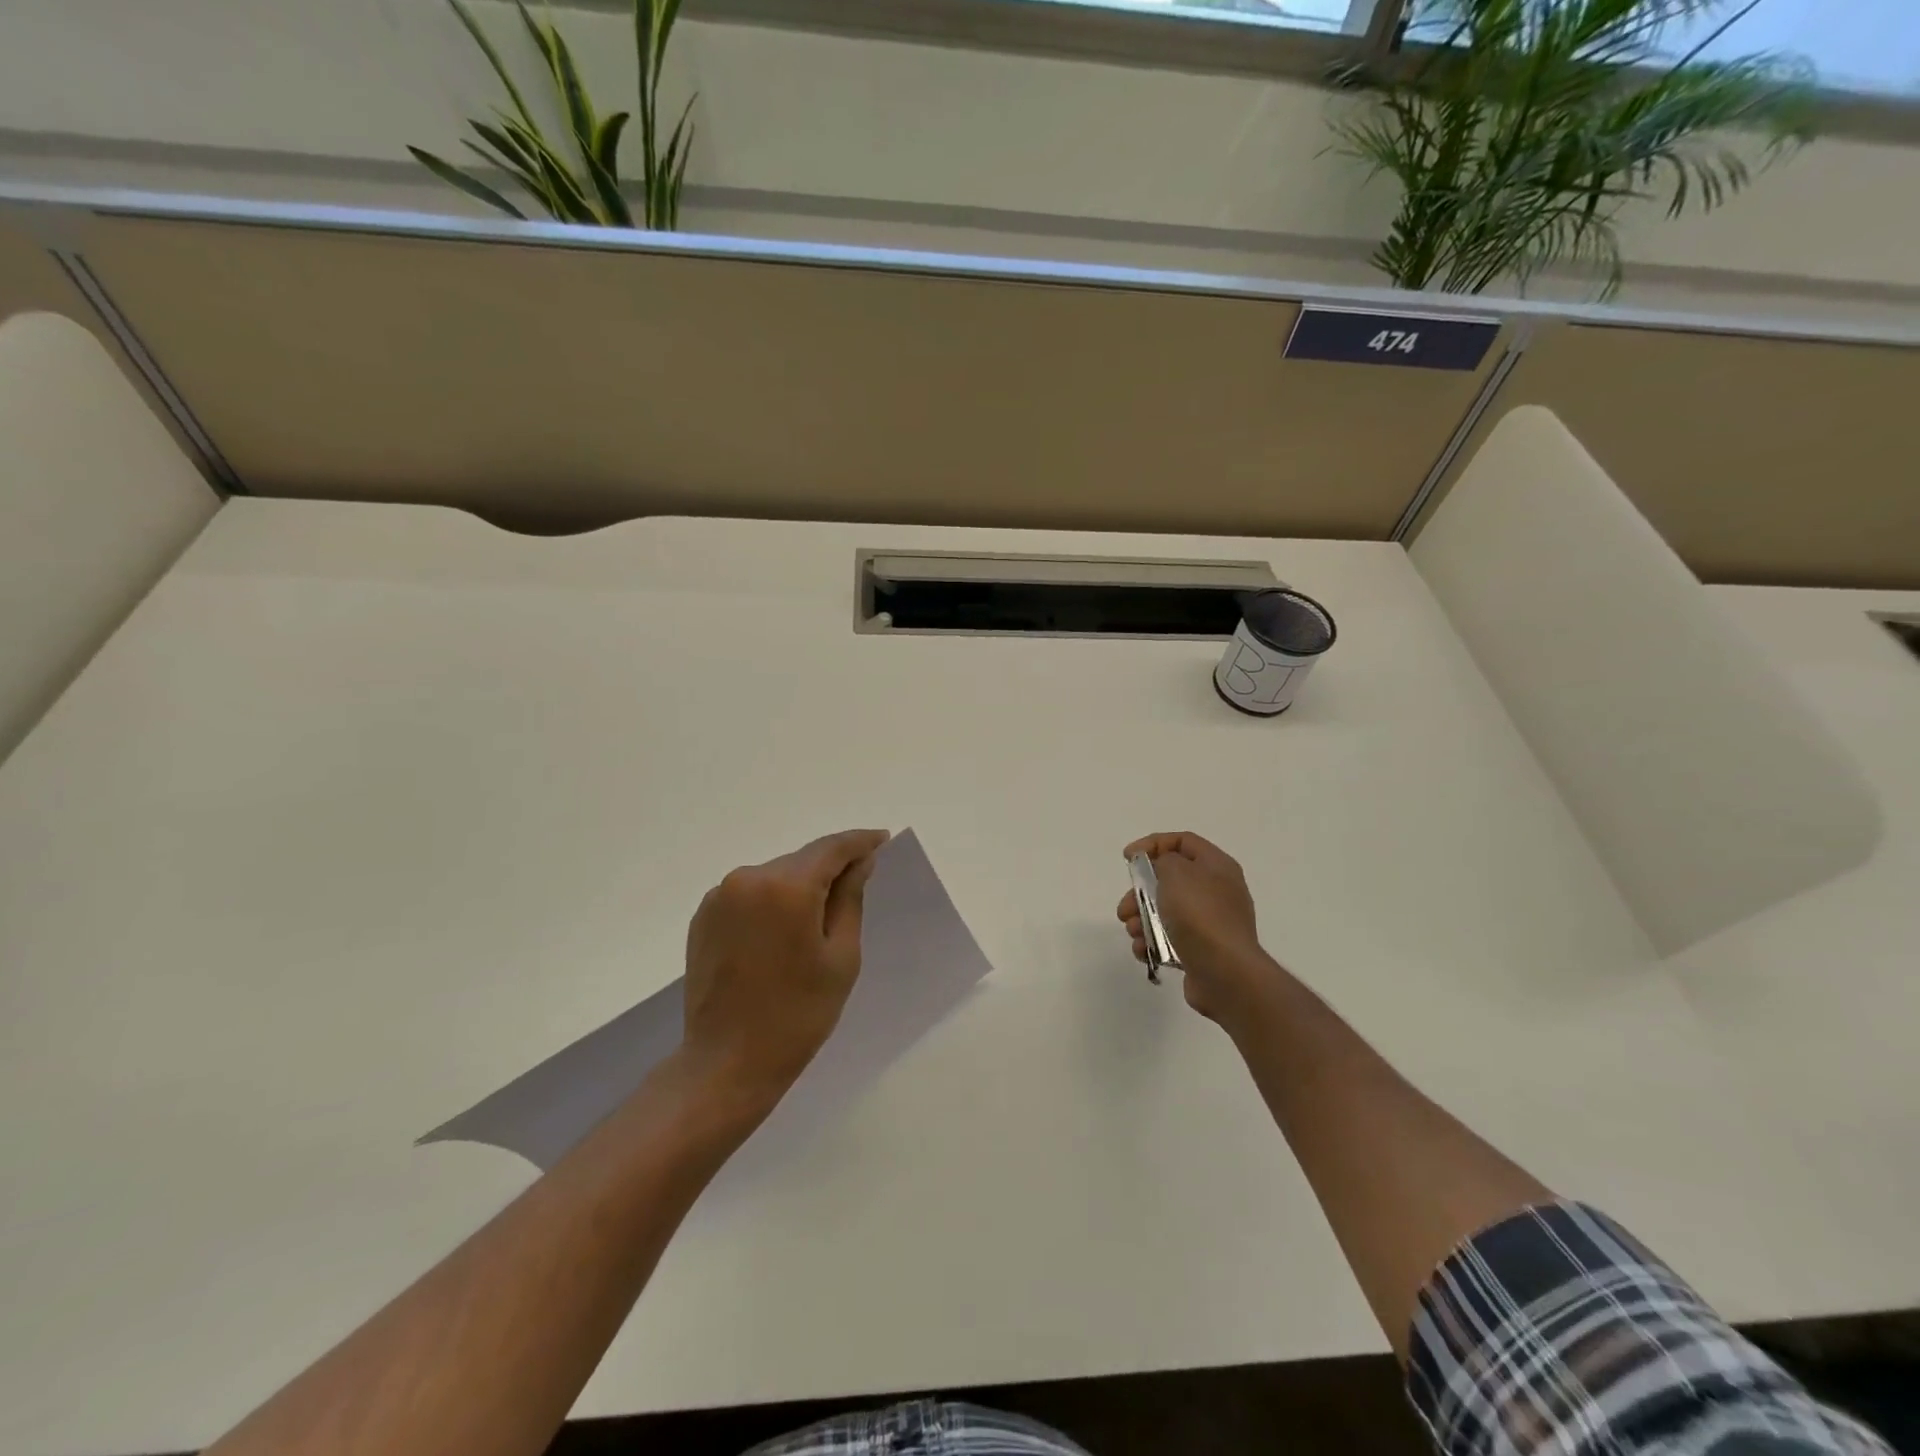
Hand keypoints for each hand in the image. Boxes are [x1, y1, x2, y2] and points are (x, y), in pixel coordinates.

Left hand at [683, 828, 889, 1111]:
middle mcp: (748, 878)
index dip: (860, 842)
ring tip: (818, 918)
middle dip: (830, 867)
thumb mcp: (841, 957)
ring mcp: (720, 896)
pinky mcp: (704, 916)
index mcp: (786, 887)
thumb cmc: (797, 1015)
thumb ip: (850, 899)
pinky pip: (750, 894)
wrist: (725, 1063)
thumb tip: (859, 862)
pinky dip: (772, 901)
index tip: (881, 839)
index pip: (832, 848)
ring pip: (775, 876)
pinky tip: (782, 932)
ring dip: (799, 886)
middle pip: (802, 860)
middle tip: (858, 882)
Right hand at [1117, 831, 1275, 1031]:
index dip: (1153, 843)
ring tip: (1133, 932)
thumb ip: (1163, 860)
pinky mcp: (1202, 950)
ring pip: (1166, 911)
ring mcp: (1211, 923)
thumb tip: (1162, 869)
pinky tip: (1143, 950)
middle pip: (1170, 879)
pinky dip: (1152, 942)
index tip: (1127, 857)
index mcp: (1217, 866)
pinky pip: (1170, 938)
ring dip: (1141, 919)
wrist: (1226, 973)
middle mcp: (1217, 891)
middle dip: (1141, 892)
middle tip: (1125, 906)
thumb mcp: (1176, 873)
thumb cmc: (1200, 914)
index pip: (1183, 841)